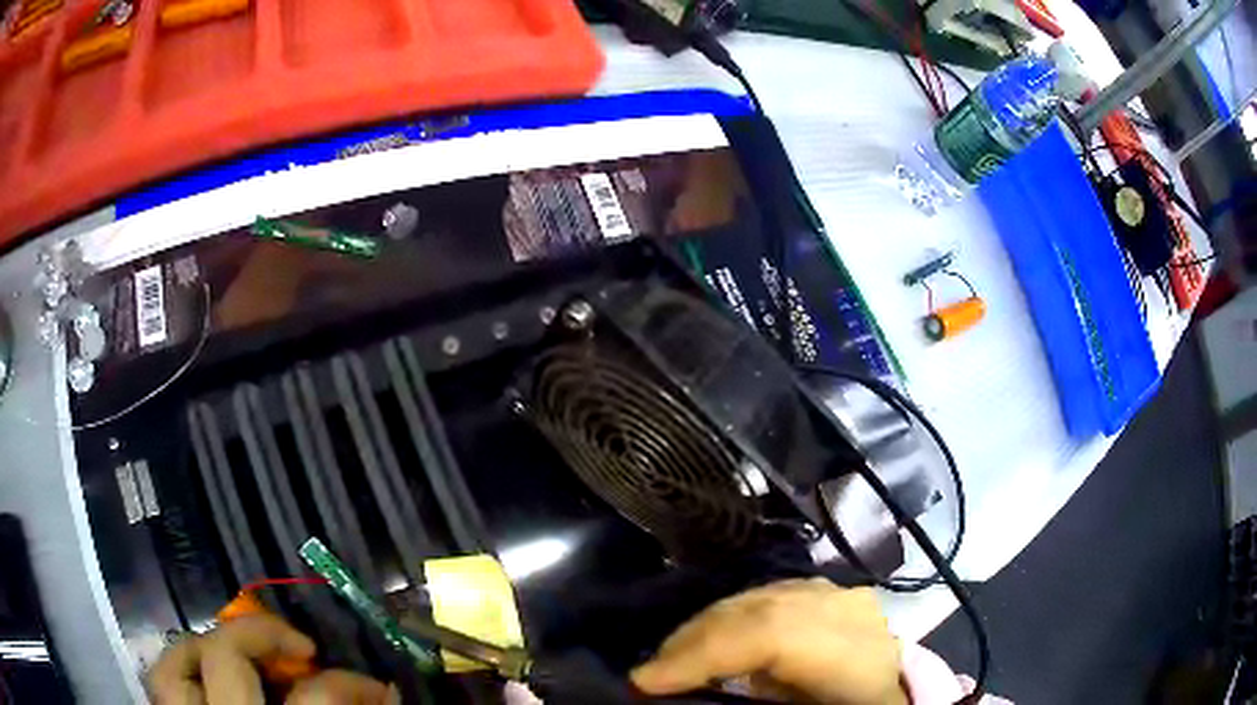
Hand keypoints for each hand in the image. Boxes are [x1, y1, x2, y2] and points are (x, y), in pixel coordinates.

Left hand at [149, 614, 392, 703]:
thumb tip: (385, 699)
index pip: (318, 700)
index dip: (352, 685)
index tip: (378, 691)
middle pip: (227, 659)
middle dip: (265, 637)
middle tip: (301, 648)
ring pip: (175, 665)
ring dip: (208, 646)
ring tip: (242, 649)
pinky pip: (162, 688)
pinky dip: (183, 672)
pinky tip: (206, 675)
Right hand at [631, 578, 906, 704]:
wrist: (881, 699)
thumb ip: (746, 704)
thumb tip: (681, 696)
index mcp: (857, 659)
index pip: (776, 634)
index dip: (704, 652)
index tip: (645, 682)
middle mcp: (854, 615)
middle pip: (762, 608)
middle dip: (694, 638)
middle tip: (649, 673)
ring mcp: (845, 597)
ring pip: (761, 596)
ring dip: (708, 625)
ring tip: (673, 657)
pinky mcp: (832, 595)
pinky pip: (770, 596)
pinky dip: (733, 617)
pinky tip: (712, 640)